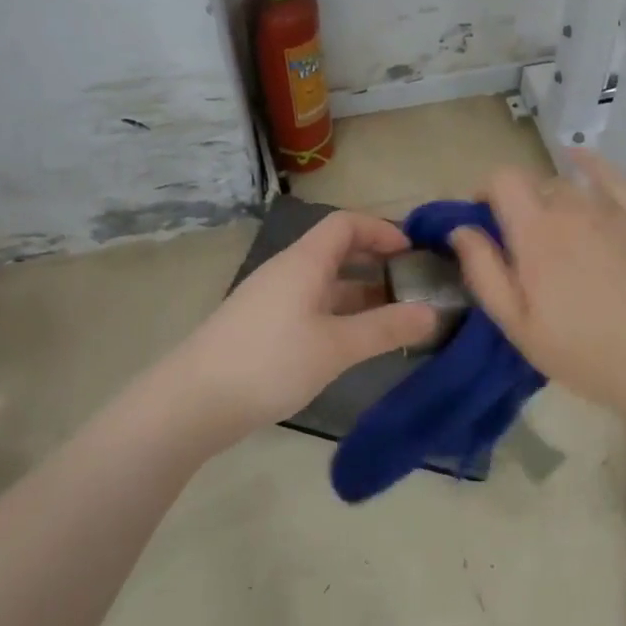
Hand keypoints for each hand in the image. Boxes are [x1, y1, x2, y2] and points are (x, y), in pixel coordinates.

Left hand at [167, 210, 440, 442]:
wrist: (193, 402)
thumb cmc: (270, 362)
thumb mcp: (336, 346)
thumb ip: (386, 329)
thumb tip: (432, 313)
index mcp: (304, 262)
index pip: (346, 223)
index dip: (382, 229)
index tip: (413, 253)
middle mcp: (288, 271)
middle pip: (337, 251)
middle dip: (377, 263)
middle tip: (413, 286)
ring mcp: (273, 299)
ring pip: (325, 283)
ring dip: (360, 294)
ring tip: (395, 319)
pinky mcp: (264, 327)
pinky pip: (311, 306)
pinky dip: (339, 315)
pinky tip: (355, 343)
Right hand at [447, 153, 625, 415]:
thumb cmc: (578, 350)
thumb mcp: (515, 322)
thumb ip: (483, 270)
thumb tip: (461, 229)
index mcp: (534, 231)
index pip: (502, 179)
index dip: (486, 192)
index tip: (483, 219)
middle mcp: (571, 207)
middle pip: (534, 182)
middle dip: (517, 202)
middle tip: (519, 241)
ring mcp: (611, 210)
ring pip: (568, 184)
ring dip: (550, 198)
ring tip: (552, 229)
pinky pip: (613, 176)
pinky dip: (590, 163)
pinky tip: (579, 159)